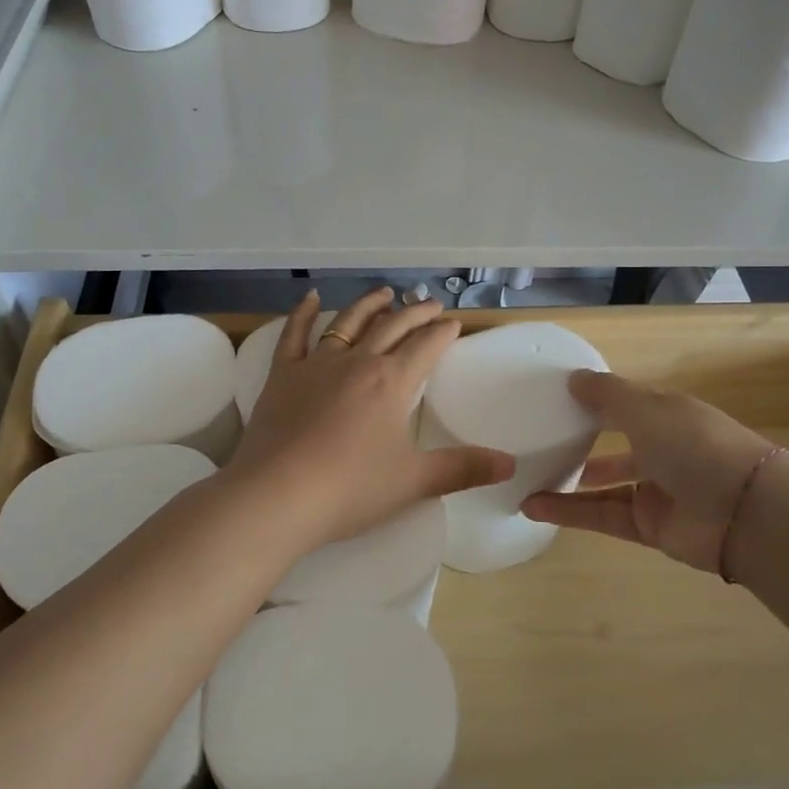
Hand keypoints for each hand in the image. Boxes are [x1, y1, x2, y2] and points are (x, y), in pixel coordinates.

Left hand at [225, 288, 513, 549]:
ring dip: (369, 305)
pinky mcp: (282, 375)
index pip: (426, 347)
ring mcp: (316, 364)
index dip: (443, 333)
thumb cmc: (350, 489)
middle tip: (431, 304)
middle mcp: (357, 361)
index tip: (454, 324)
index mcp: (392, 382)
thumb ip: (463, 469)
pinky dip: (302, 313)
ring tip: (384, 293)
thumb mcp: (414, 482)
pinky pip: (294, 335)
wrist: (277, 495)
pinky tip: (309, 297)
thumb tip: (510, 465)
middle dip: (415, 313)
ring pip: (348, 323)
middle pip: (392, 327)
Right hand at [521, 371, 782, 573]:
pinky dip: (569, 512)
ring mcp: (656, 491)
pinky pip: (601, 516)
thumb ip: (607, 395)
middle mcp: (662, 450)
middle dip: (581, 444)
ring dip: (567, 483)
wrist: (745, 513)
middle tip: (538, 442)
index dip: (594, 401)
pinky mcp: (647, 527)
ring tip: (526, 478)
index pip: (626, 405)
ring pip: (603, 486)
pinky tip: (533, 506)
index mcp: (667, 416)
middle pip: (615, 446)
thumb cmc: (695, 445)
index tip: (554, 400)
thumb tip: (572, 378)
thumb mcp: (647, 409)